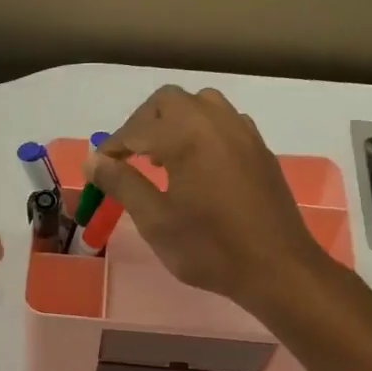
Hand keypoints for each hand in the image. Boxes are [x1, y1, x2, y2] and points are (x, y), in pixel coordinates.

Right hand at [89, 86, 321, 308]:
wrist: (277, 268)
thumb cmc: (209, 248)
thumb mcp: (155, 220)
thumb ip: (122, 184)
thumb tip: (94, 160)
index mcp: (187, 135)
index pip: (137, 129)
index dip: (112, 146)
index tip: (98, 168)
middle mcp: (216, 122)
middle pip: (169, 102)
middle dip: (142, 124)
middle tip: (127, 157)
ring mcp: (243, 133)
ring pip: (201, 104)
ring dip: (174, 121)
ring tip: (162, 158)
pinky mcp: (260, 149)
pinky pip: (225, 122)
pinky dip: (202, 130)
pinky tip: (197, 165)